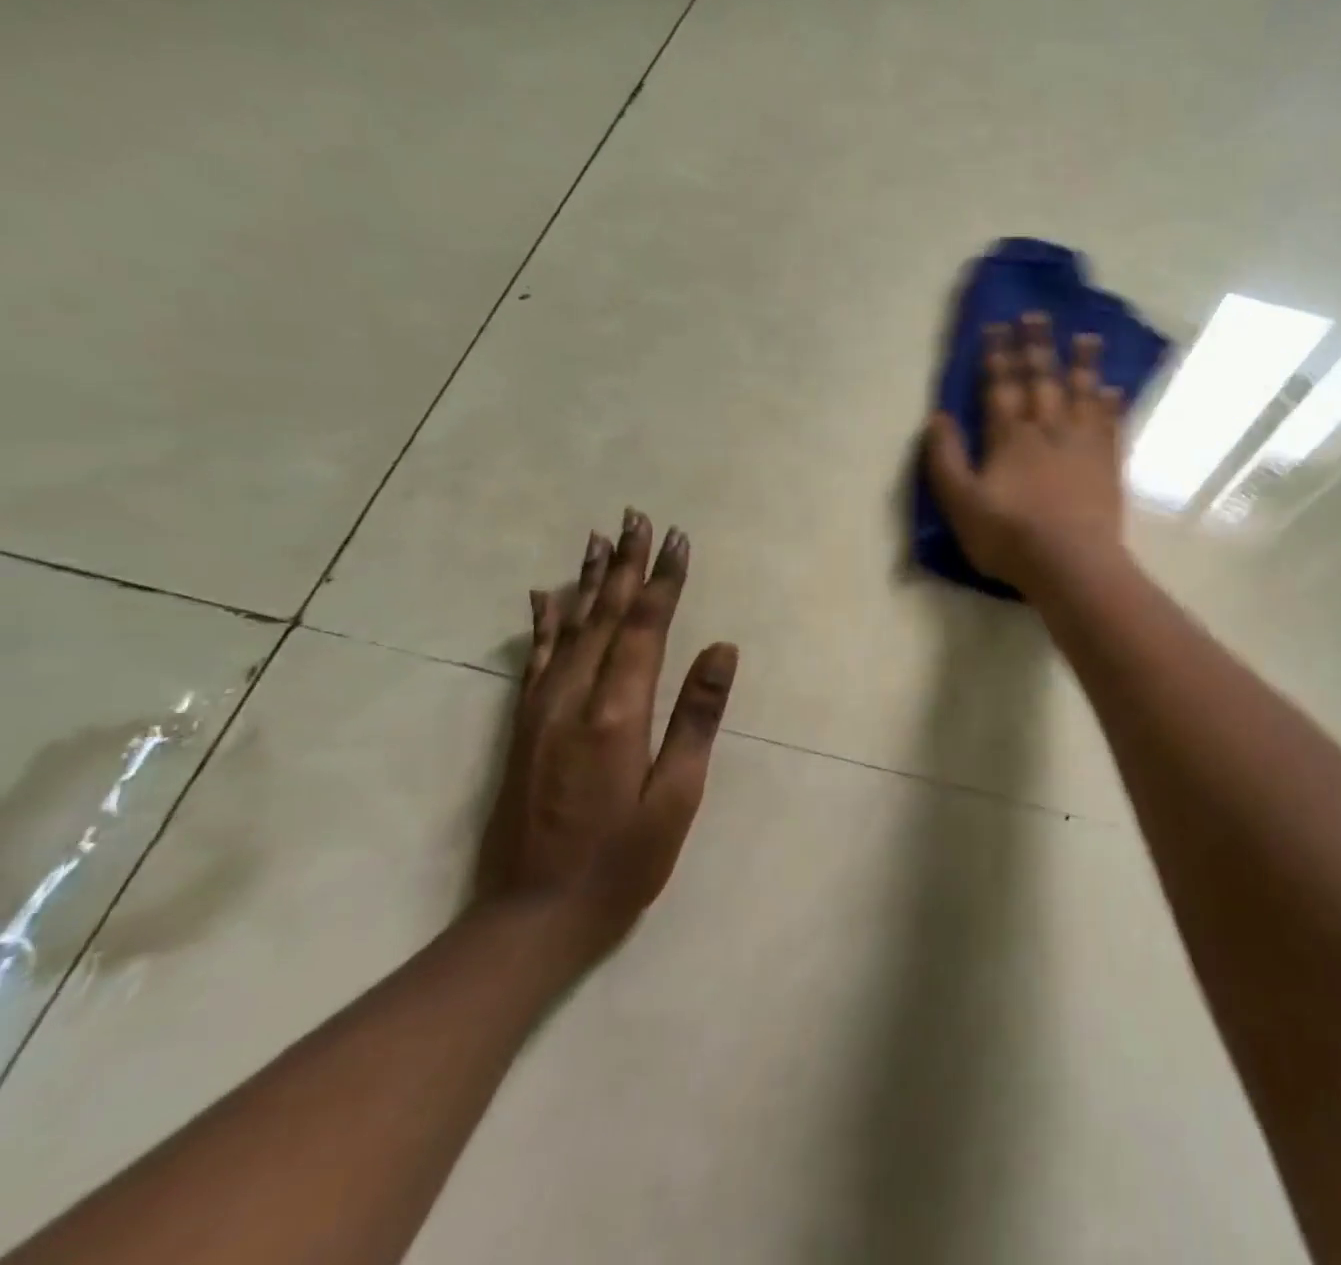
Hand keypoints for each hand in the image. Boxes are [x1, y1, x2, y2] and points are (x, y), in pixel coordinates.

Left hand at [476, 509, 737, 964]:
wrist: (530, 919)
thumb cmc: (621, 863)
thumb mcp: (676, 797)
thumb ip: (697, 718)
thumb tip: (722, 648)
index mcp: (617, 713)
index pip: (646, 627)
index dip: (663, 580)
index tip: (677, 538)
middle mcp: (573, 699)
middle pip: (605, 615)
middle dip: (624, 564)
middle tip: (636, 516)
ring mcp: (540, 712)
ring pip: (568, 628)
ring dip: (586, 580)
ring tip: (597, 538)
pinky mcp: (522, 729)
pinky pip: (535, 660)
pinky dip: (543, 622)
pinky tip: (543, 596)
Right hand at [924, 311, 1125, 590]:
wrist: (1070, 564)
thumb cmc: (1009, 537)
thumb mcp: (960, 503)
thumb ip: (945, 459)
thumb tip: (937, 417)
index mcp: (1009, 438)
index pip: (1000, 387)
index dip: (997, 355)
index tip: (997, 325)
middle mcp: (1047, 430)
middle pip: (1042, 380)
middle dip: (1036, 347)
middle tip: (1037, 315)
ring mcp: (1082, 446)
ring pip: (1082, 394)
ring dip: (1082, 364)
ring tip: (1087, 336)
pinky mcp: (1107, 465)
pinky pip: (1111, 425)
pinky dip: (1112, 405)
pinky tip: (1115, 390)